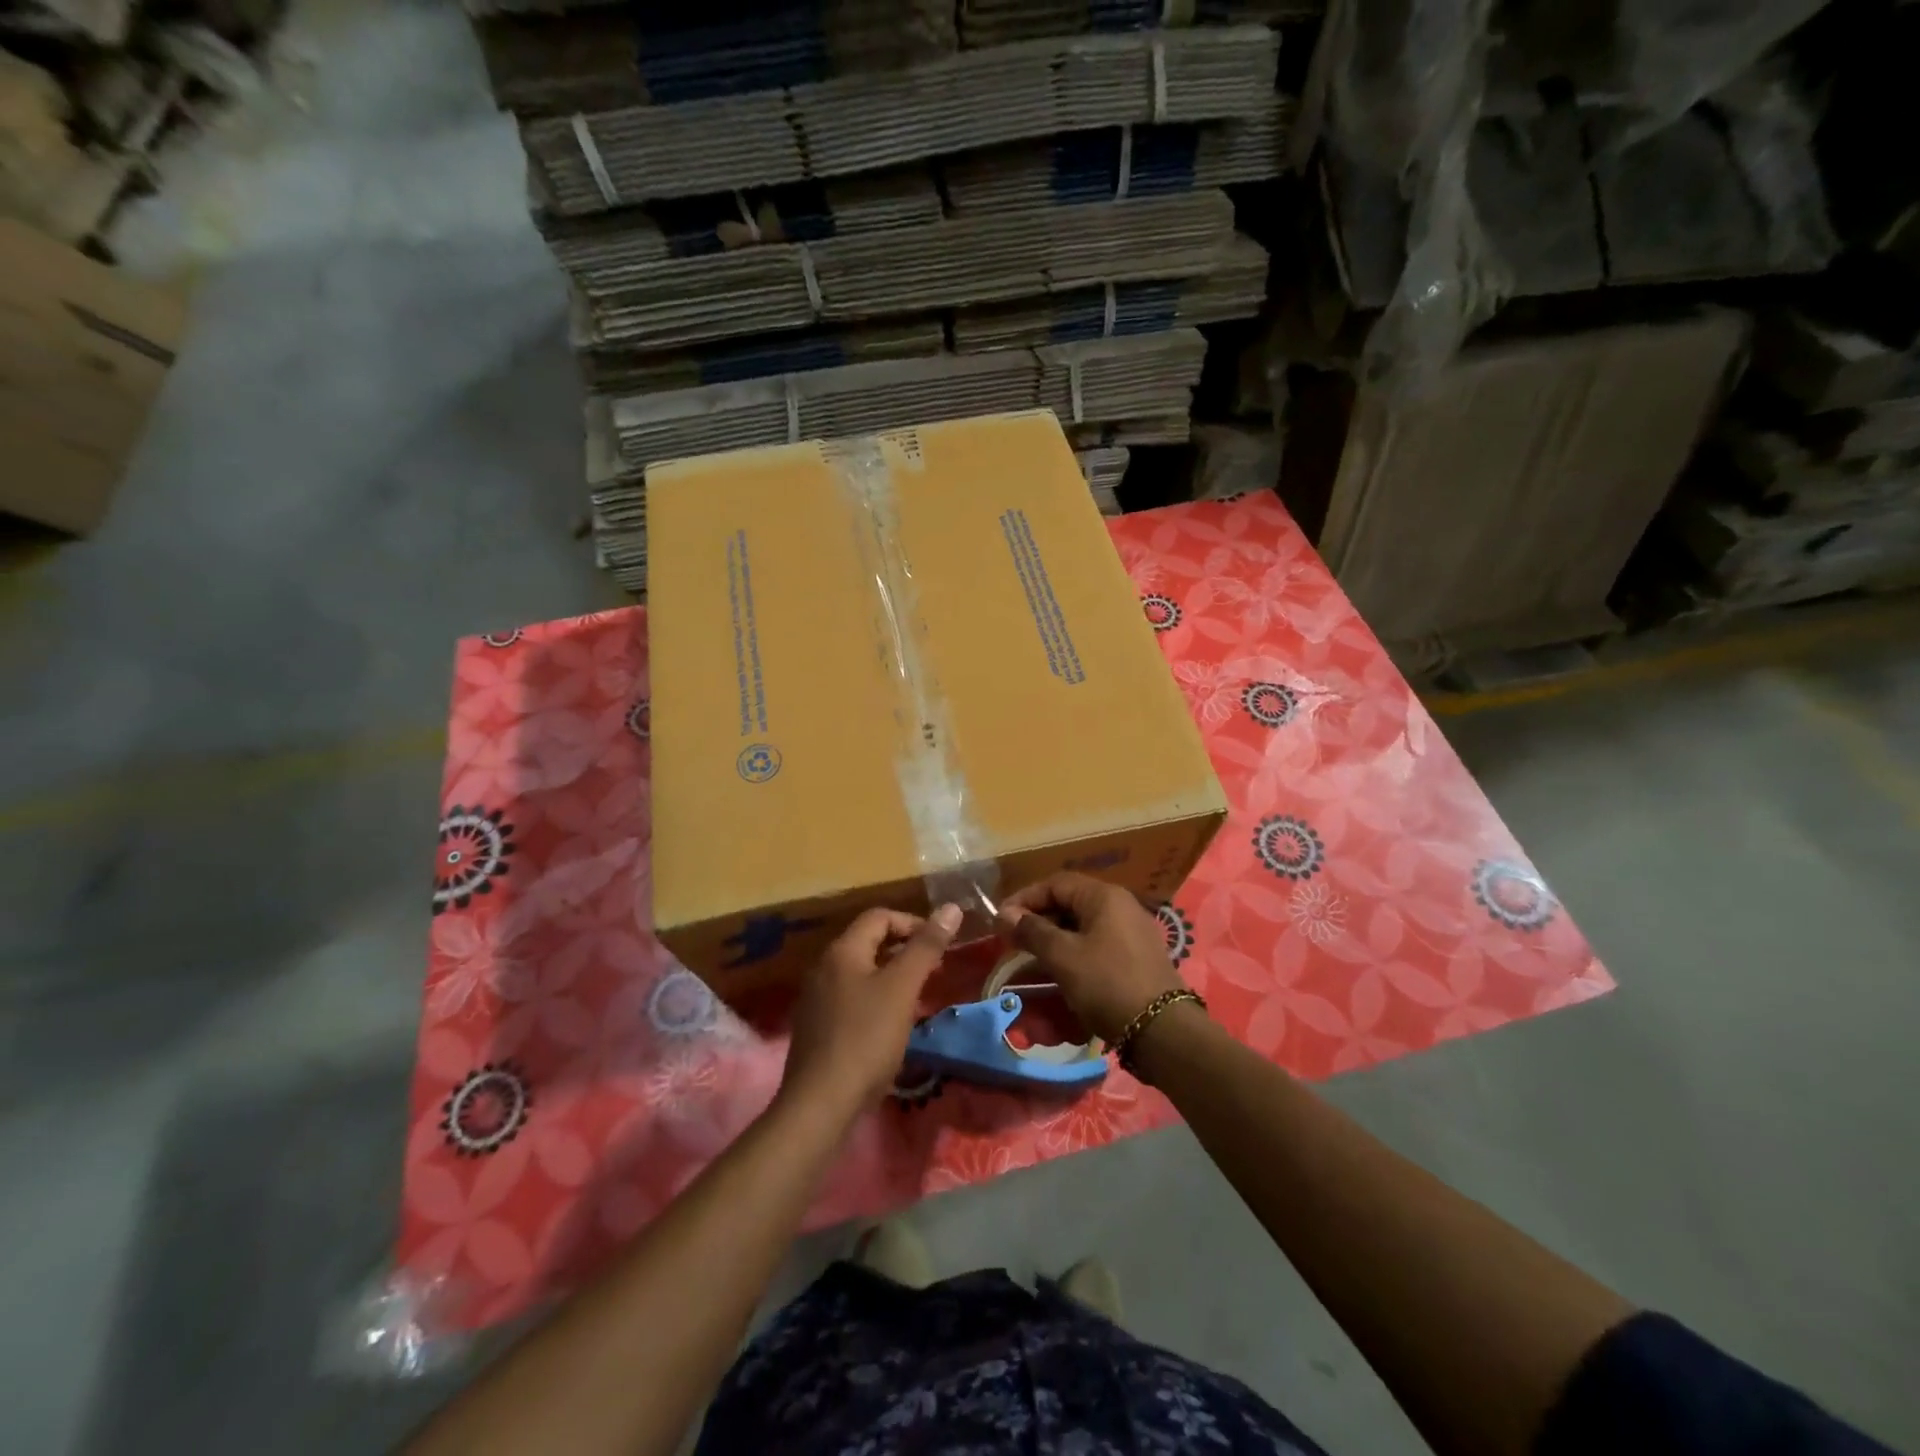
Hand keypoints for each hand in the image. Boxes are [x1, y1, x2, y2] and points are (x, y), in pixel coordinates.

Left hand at [779, 903, 962, 1121]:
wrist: (821, 1104)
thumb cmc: (866, 1038)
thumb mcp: (902, 988)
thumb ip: (926, 947)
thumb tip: (951, 908)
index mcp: (842, 951)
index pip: (880, 916)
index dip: (913, 923)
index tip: (940, 945)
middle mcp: (824, 967)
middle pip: (869, 943)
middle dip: (906, 950)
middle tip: (936, 970)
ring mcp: (817, 999)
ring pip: (862, 973)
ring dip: (893, 977)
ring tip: (920, 997)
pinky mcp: (818, 1028)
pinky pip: (853, 1000)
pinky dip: (877, 1001)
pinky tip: (893, 1026)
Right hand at [996, 873, 1185, 1042]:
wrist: (1162, 1031)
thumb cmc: (1107, 984)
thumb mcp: (1063, 956)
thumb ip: (1032, 931)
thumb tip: (1004, 913)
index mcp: (1104, 896)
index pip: (1055, 883)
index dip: (1024, 898)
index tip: (1001, 921)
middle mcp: (1121, 905)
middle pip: (1070, 901)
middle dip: (1038, 919)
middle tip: (1013, 941)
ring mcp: (1132, 931)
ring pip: (1083, 924)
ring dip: (1054, 937)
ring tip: (1032, 958)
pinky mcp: (1136, 956)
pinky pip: (1097, 942)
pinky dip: (1074, 951)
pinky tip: (1061, 971)